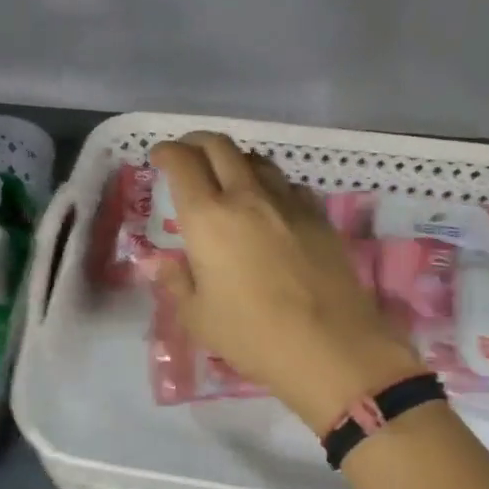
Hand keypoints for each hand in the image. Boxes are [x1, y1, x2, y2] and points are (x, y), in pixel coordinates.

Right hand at [148, 134, 425, 434]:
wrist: (329, 346)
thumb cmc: (252, 335)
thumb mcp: (198, 317)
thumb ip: (176, 282)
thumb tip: (162, 263)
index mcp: (208, 218)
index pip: (182, 163)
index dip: (166, 152)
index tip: (159, 157)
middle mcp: (246, 197)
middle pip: (220, 146)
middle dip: (196, 142)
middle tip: (187, 155)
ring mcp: (287, 203)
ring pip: (257, 160)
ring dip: (235, 160)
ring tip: (227, 177)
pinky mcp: (318, 216)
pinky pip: (288, 185)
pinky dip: (270, 185)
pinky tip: (270, 205)